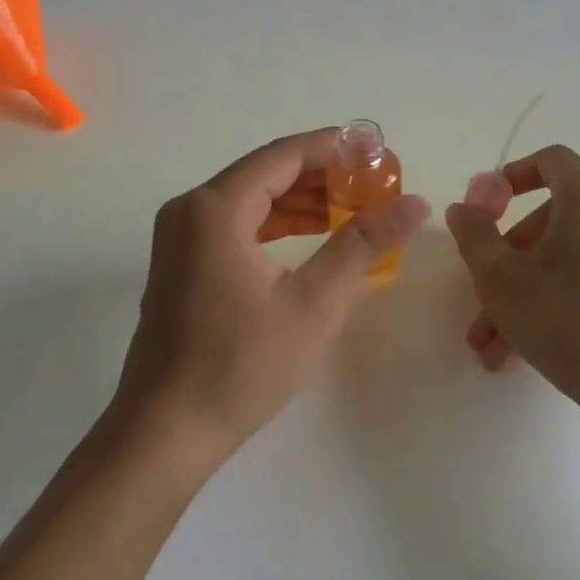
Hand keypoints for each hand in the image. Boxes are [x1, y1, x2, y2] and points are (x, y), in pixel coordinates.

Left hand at [110, 129, 429, 472]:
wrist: (165, 431)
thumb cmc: (242, 365)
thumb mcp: (315, 303)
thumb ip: (363, 244)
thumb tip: (415, 203)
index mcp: (216, 208)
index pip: (284, 156)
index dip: (333, 148)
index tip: (376, 152)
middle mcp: (190, 209)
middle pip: (265, 172)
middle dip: (320, 175)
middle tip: (371, 184)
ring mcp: (178, 236)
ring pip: (249, 198)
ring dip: (299, 200)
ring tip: (351, 209)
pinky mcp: (179, 262)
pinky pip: (233, 224)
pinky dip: (273, 223)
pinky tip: (310, 235)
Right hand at [445, 144, 579, 429]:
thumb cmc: (568, 321)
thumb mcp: (501, 280)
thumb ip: (475, 235)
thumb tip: (462, 208)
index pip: (552, 160)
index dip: (514, 175)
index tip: (487, 207)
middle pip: (552, 217)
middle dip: (507, 256)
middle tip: (480, 296)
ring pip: (566, 256)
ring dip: (523, 289)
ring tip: (490, 342)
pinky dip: (555, 297)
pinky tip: (521, 349)